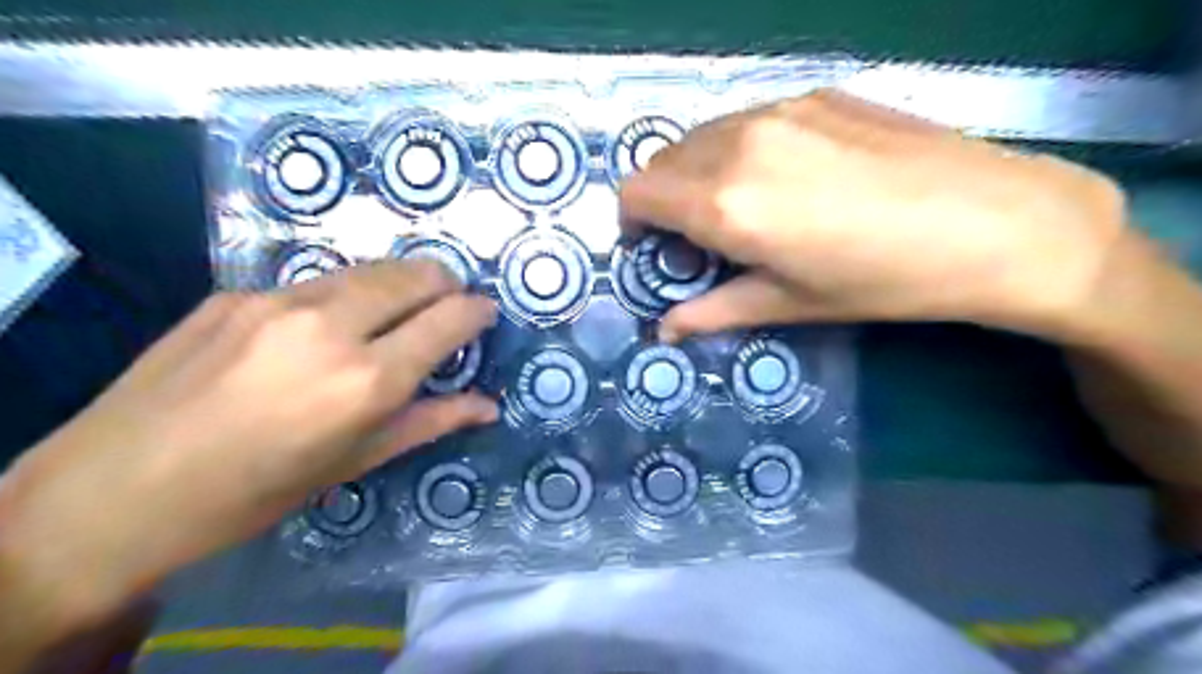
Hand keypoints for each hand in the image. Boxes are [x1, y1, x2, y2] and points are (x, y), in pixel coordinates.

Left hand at [1, 261, 497, 650]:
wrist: (115, 490)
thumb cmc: (255, 491)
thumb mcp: (355, 462)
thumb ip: (431, 422)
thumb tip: (488, 406)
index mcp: (366, 380)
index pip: (449, 319)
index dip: (477, 311)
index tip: (485, 315)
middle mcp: (330, 326)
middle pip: (416, 273)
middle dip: (446, 284)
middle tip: (448, 309)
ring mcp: (278, 300)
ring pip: (369, 268)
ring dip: (399, 283)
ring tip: (395, 312)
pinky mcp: (237, 292)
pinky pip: (315, 281)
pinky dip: (343, 295)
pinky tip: (321, 328)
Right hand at [626, 89, 1133, 341]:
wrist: (996, 222)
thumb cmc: (883, 280)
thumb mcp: (789, 305)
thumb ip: (712, 312)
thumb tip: (664, 331)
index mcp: (726, 202)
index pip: (637, 193)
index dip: (632, 223)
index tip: (656, 248)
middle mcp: (739, 143)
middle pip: (662, 161)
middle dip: (663, 200)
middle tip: (699, 236)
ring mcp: (779, 108)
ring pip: (701, 136)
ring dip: (698, 172)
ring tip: (744, 207)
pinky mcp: (815, 92)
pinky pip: (745, 119)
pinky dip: (737, 149)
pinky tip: (787, 176)